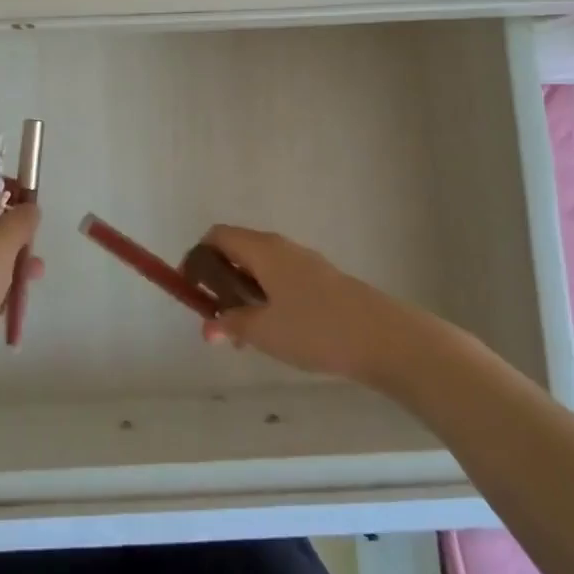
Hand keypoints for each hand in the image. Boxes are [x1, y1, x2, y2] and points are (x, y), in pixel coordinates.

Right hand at [197, 225, 405, 383]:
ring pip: (260, 269)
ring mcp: (304, 262)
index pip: (217, 236)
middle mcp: (281, 247)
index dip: (197, 259)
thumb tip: (208, 325)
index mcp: (262, 249)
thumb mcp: (264, 331)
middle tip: (216, 320)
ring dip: (243, 295)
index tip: (190, 291)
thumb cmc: (315, 328)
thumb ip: (230, 324)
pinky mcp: (322, 280)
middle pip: (237, 251)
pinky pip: (280, 280)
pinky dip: (266, 299)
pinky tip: (275, 333)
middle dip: (219, 282)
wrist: (382, 336)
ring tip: (244, 335)